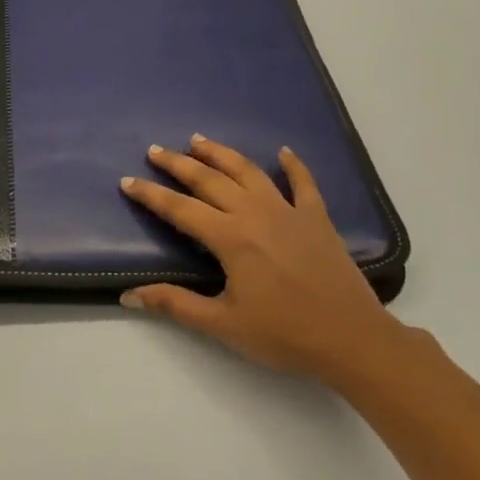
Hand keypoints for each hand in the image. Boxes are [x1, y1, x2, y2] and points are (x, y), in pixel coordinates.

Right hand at [120, 137, 402, 386]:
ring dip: (221, 154)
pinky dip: (293, 165)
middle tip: (155, 150)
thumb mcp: (223, 325)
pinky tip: (283, 152)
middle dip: (178, 164)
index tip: (128, 180)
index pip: (180, 209)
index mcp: (230, 238)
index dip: (151, 195)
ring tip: (198, 140)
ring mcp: (289, 211)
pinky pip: (303, 183)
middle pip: (209, 180)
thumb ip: (175, 305)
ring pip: (248, 171)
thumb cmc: (284, 334)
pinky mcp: (317, 218)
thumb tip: (128, 295)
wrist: (352, 339)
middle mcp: (255, 213)